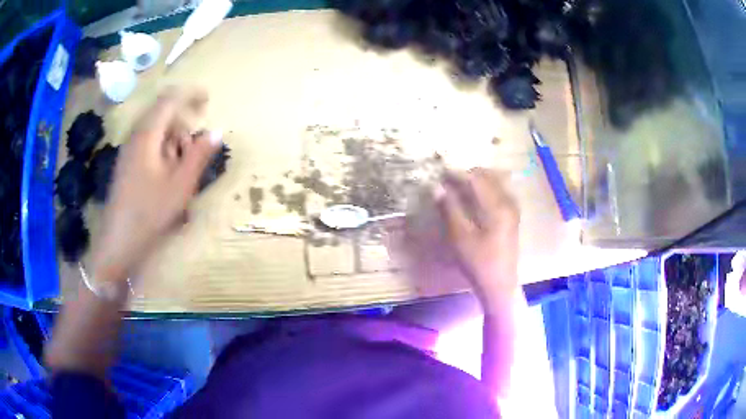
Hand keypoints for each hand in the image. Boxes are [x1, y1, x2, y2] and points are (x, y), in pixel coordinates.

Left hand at [90, 86, 221, 281]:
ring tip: (181, 169)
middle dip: (183, 124)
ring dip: (173, 140)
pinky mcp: (128, 164)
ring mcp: (129, 150)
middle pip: (163, 114)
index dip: (190, 94)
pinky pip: (149, 145)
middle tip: (195, 148)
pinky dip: (163, 151)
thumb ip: (199, 155)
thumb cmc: (149, 213)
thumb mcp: (180, 185)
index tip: (208, 99)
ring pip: (156, 131)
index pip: (170, 100)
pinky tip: (167, 175)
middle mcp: (136, 136)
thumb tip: (216, 131)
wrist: (118, 241)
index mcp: (147, 135)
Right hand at [438, 168, 519, 301]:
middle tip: (448, 180)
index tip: (439, 173)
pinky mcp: (512, 216)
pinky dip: (485, 189)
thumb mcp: (460, 237)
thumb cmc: (479, 262)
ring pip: (495, 183)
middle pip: (488, 176)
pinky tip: (474, 197)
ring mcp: (512, 209)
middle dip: (467, 174)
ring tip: (459, 187)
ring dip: (477, 181)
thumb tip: (436, 187)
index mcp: (497, 206)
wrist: (499, 285)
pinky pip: (499, 192)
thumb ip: (449, 209)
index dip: (456, 174)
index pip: (476, 179)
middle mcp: (508, 202)